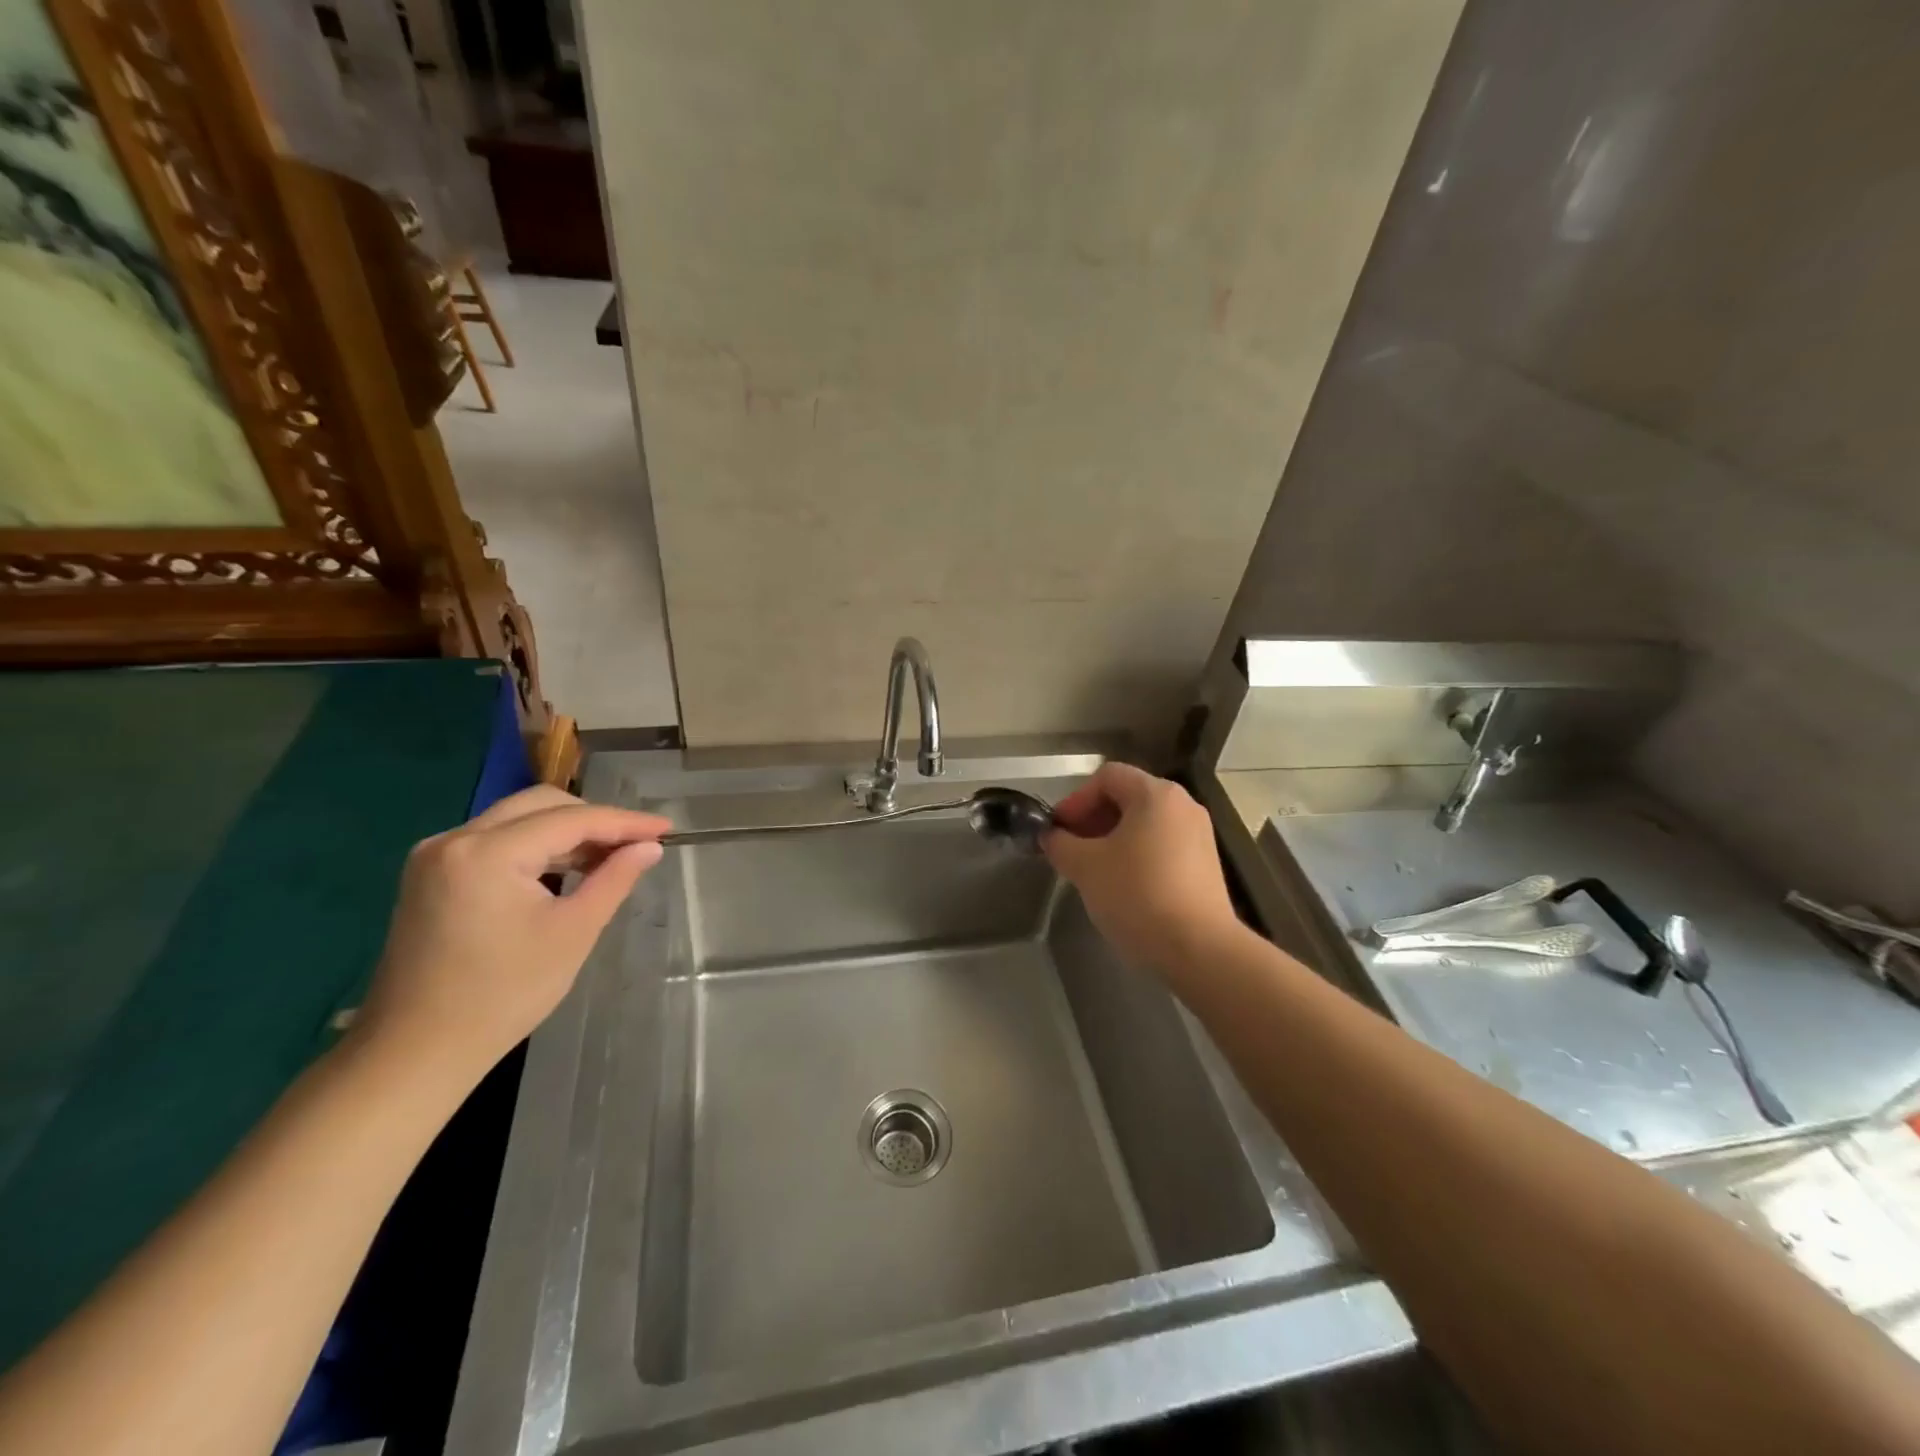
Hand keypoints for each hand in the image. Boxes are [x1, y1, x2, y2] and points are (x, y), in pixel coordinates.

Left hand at [353, 785, 669, 1084]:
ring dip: (565, 831)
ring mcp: (435, 855)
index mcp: (486, 853)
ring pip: (517, 818)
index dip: (624, 822)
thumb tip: (650, 847)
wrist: (416, 1052)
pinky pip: (495, 840)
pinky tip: (564, 870)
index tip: (665, 828)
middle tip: (637, 843)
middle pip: (540, 805)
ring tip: (608, 858)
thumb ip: (615, 878)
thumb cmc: (504, 994)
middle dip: (594, 819)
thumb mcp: (573, 932)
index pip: (571, 819)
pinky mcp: (431, 874)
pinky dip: (535, 846)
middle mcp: (454, 839)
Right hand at [1042, 762, 1243, 976]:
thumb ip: (1060, 844)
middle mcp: (1183, 805)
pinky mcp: (1206, 864)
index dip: (1076, 799)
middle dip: (1092, 820)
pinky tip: (1122, 886)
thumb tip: (1051, 836)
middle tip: (1070, 850)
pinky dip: (1137, 855)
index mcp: (1156, 794)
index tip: (1059, 831)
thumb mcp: (1085, 867)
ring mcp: (1199, 835)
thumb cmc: (1137, 895)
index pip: (1106, 777)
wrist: (1199, 949)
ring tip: (1093, 870)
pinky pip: (1162, 845)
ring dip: (1112, 839)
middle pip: (1127, 797)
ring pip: (1144, 823)